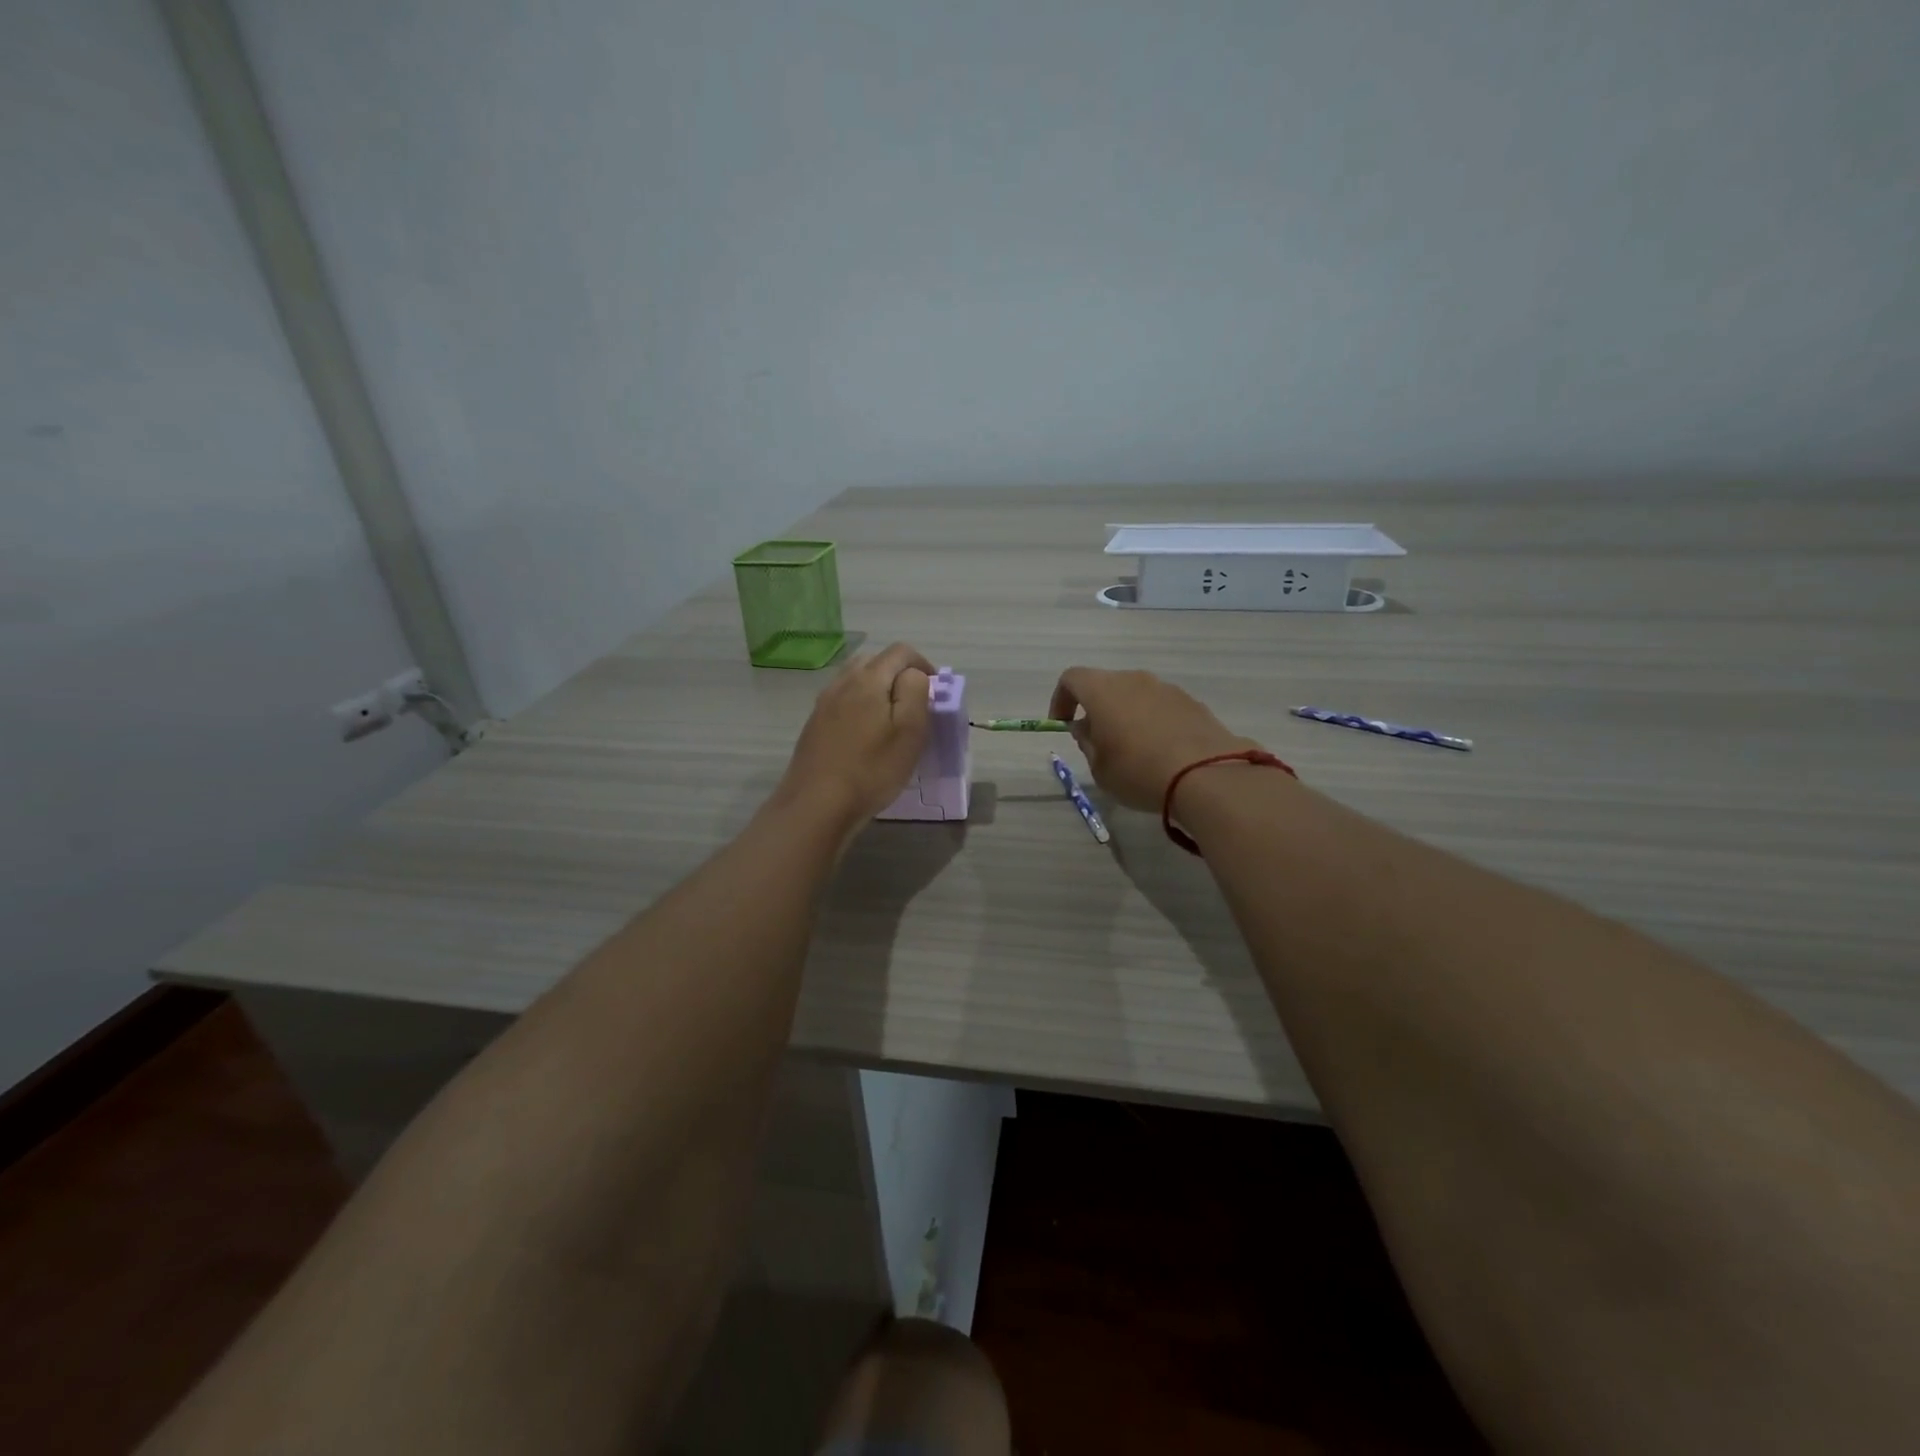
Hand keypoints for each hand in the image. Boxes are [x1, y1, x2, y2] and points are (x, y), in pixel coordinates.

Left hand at [777, 643, 934, 833]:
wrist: (816, 805)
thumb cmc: (872, 770)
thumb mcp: (909, 731)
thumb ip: (916, 692)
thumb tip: (914, 674)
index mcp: (868, 679)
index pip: (900, 651)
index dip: (923, 665)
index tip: (935, 692)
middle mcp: (842, 682)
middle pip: (875, 660)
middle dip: (899, 674)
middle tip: (914, 705)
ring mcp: (824, 703)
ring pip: (856, 679)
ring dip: (877, 689)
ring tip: (890, 720)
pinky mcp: (814, 724)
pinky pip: (842, 700)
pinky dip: (859, 705)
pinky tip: (865, 736)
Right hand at [1048, 667, 1261, 812]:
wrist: (1206, 776)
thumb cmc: (1138, 772)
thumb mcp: (1100, 768)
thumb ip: (1088, 743)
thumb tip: (1087, 729)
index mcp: (1103, 690)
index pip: (1071, 679)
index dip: (1061, 699)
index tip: (1063, 724)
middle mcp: (1134, 680)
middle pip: (1106, 685)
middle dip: (1097, 708)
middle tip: (1098, 740)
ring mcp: (1166, 688)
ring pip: (1136, 695)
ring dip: (1127, 714)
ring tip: (1133, 749)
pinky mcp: (1192, 702)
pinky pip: (1162, 707)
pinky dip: (1154, 722)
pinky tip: (1161, 751)